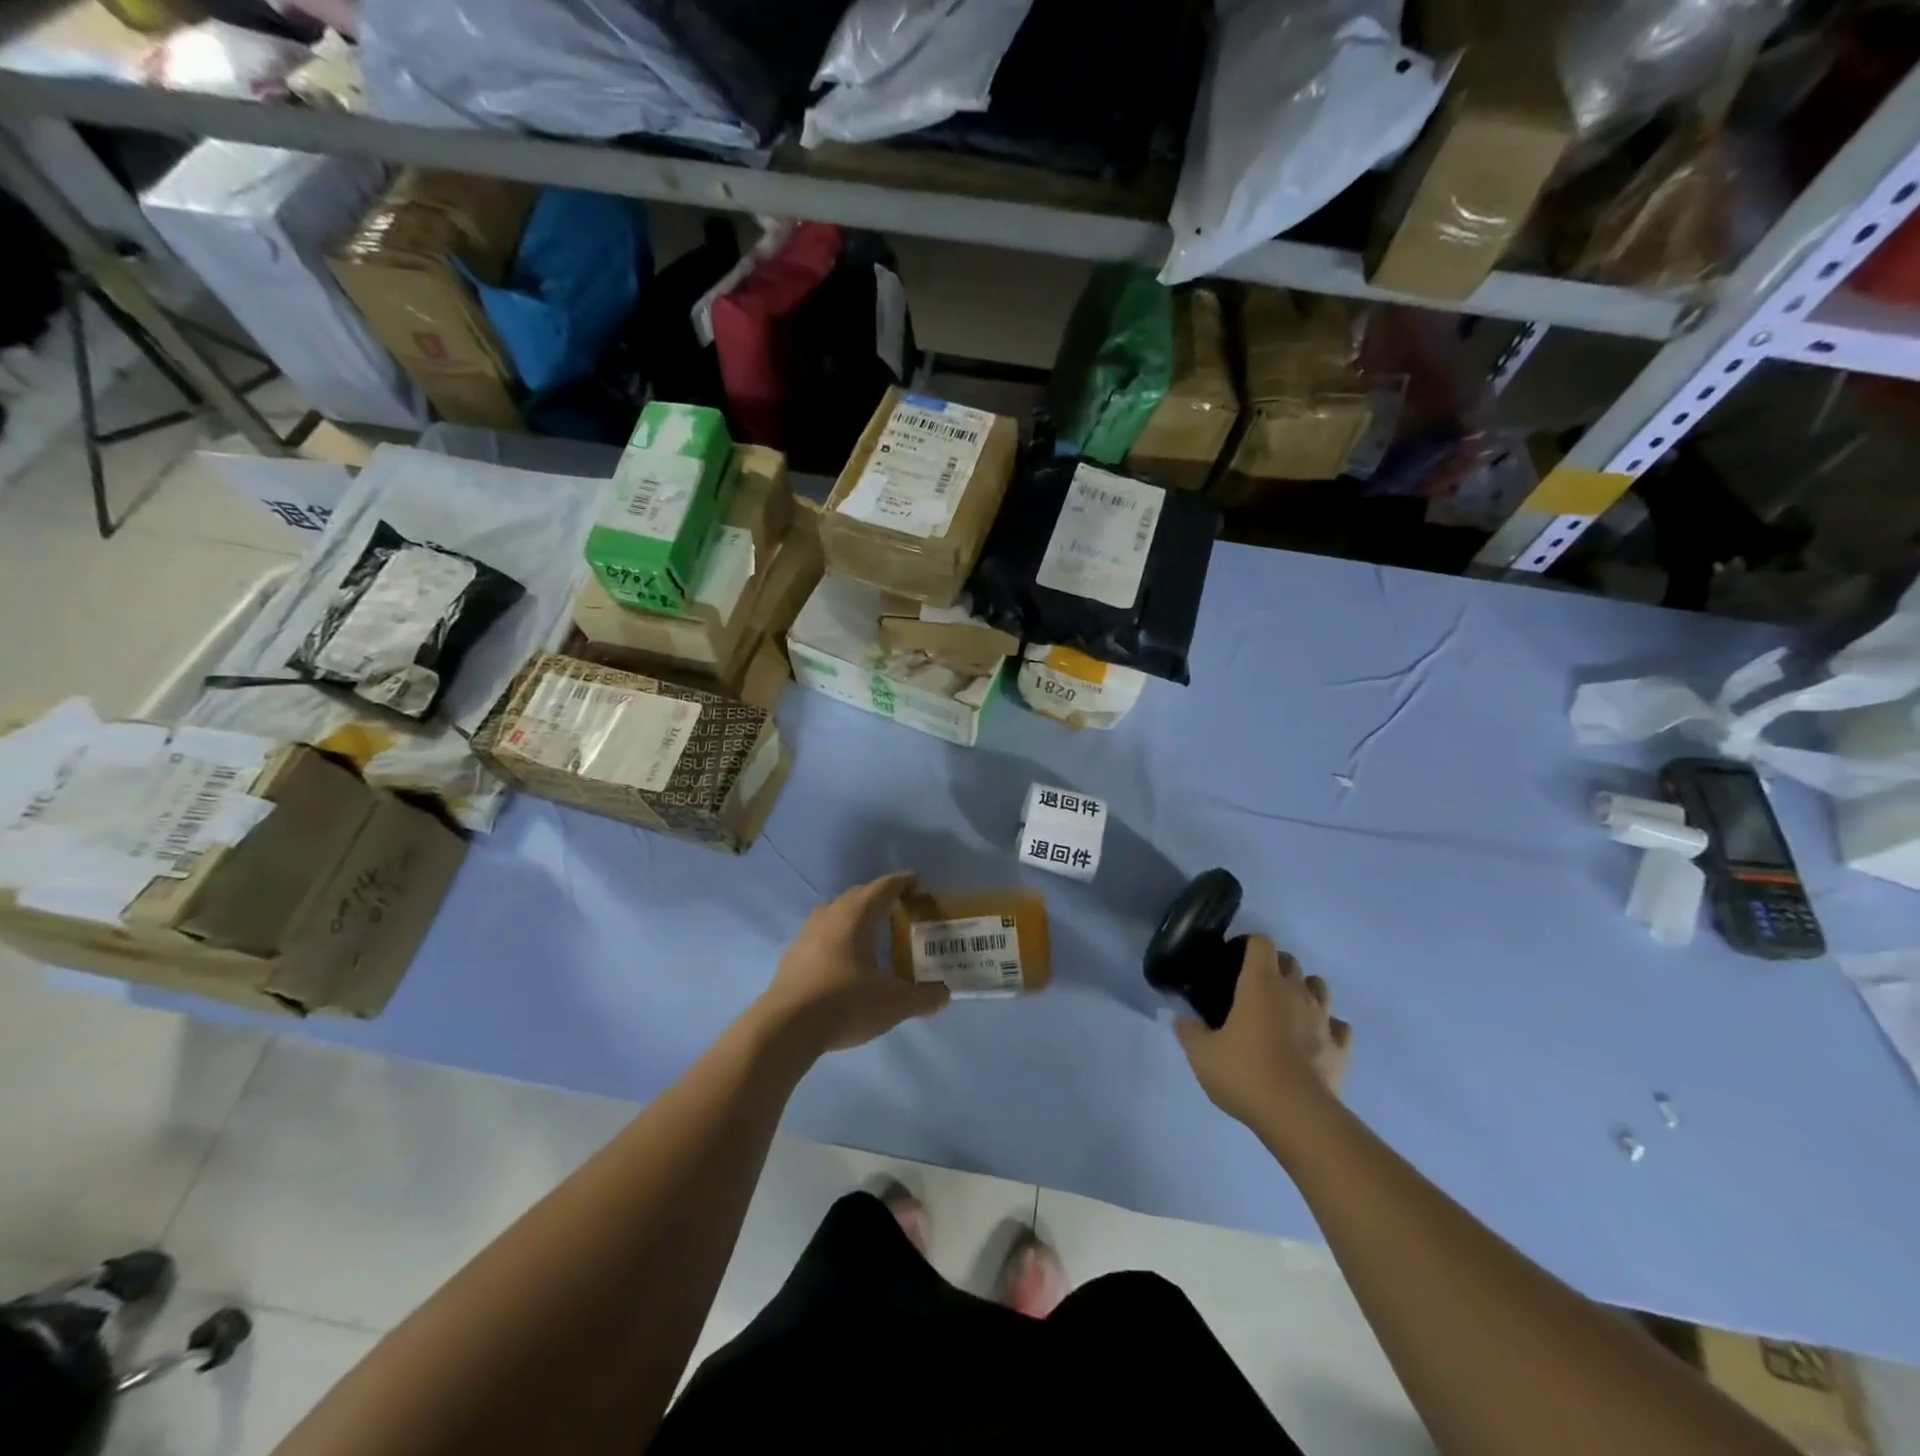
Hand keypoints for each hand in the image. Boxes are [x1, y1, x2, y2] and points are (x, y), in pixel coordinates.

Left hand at [755, 873, 949, 1054]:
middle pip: (857, 896)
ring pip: (834, 913)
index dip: (901, 882)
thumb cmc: (846, 1003)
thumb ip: (923, 998)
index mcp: (856, 916)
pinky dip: (835, 937)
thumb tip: (944, 996)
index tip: (916, 880)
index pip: (883, 888)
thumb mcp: (894, 1004)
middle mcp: (830, 916)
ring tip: (868, 931)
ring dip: (852, 915)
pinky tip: (841, 958)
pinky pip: (819, 934)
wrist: (786, 1027)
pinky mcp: (792, 956)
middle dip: (877, 897)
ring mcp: (806, 934)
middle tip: (896, 907)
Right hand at [1175, 936, 1351, 1132]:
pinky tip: (1315, 1039)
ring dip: (1304, 991)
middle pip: (1291, 961)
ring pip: (1319, 987)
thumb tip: (1183, 1019)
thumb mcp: (1201, 1054)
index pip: (1261, 943)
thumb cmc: (1245, 1073)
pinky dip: (1328, 1027)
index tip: (1234, 960)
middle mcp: (1295, 992)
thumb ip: (1189, 1031)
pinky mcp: (1340, 1047)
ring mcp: (1323, 1018)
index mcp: (1261, 983)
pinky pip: (1339, 1026)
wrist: (1297, 1116)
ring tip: (1287, 1009)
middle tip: (1254, 988)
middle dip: (1275, 967)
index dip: (1248, 945)